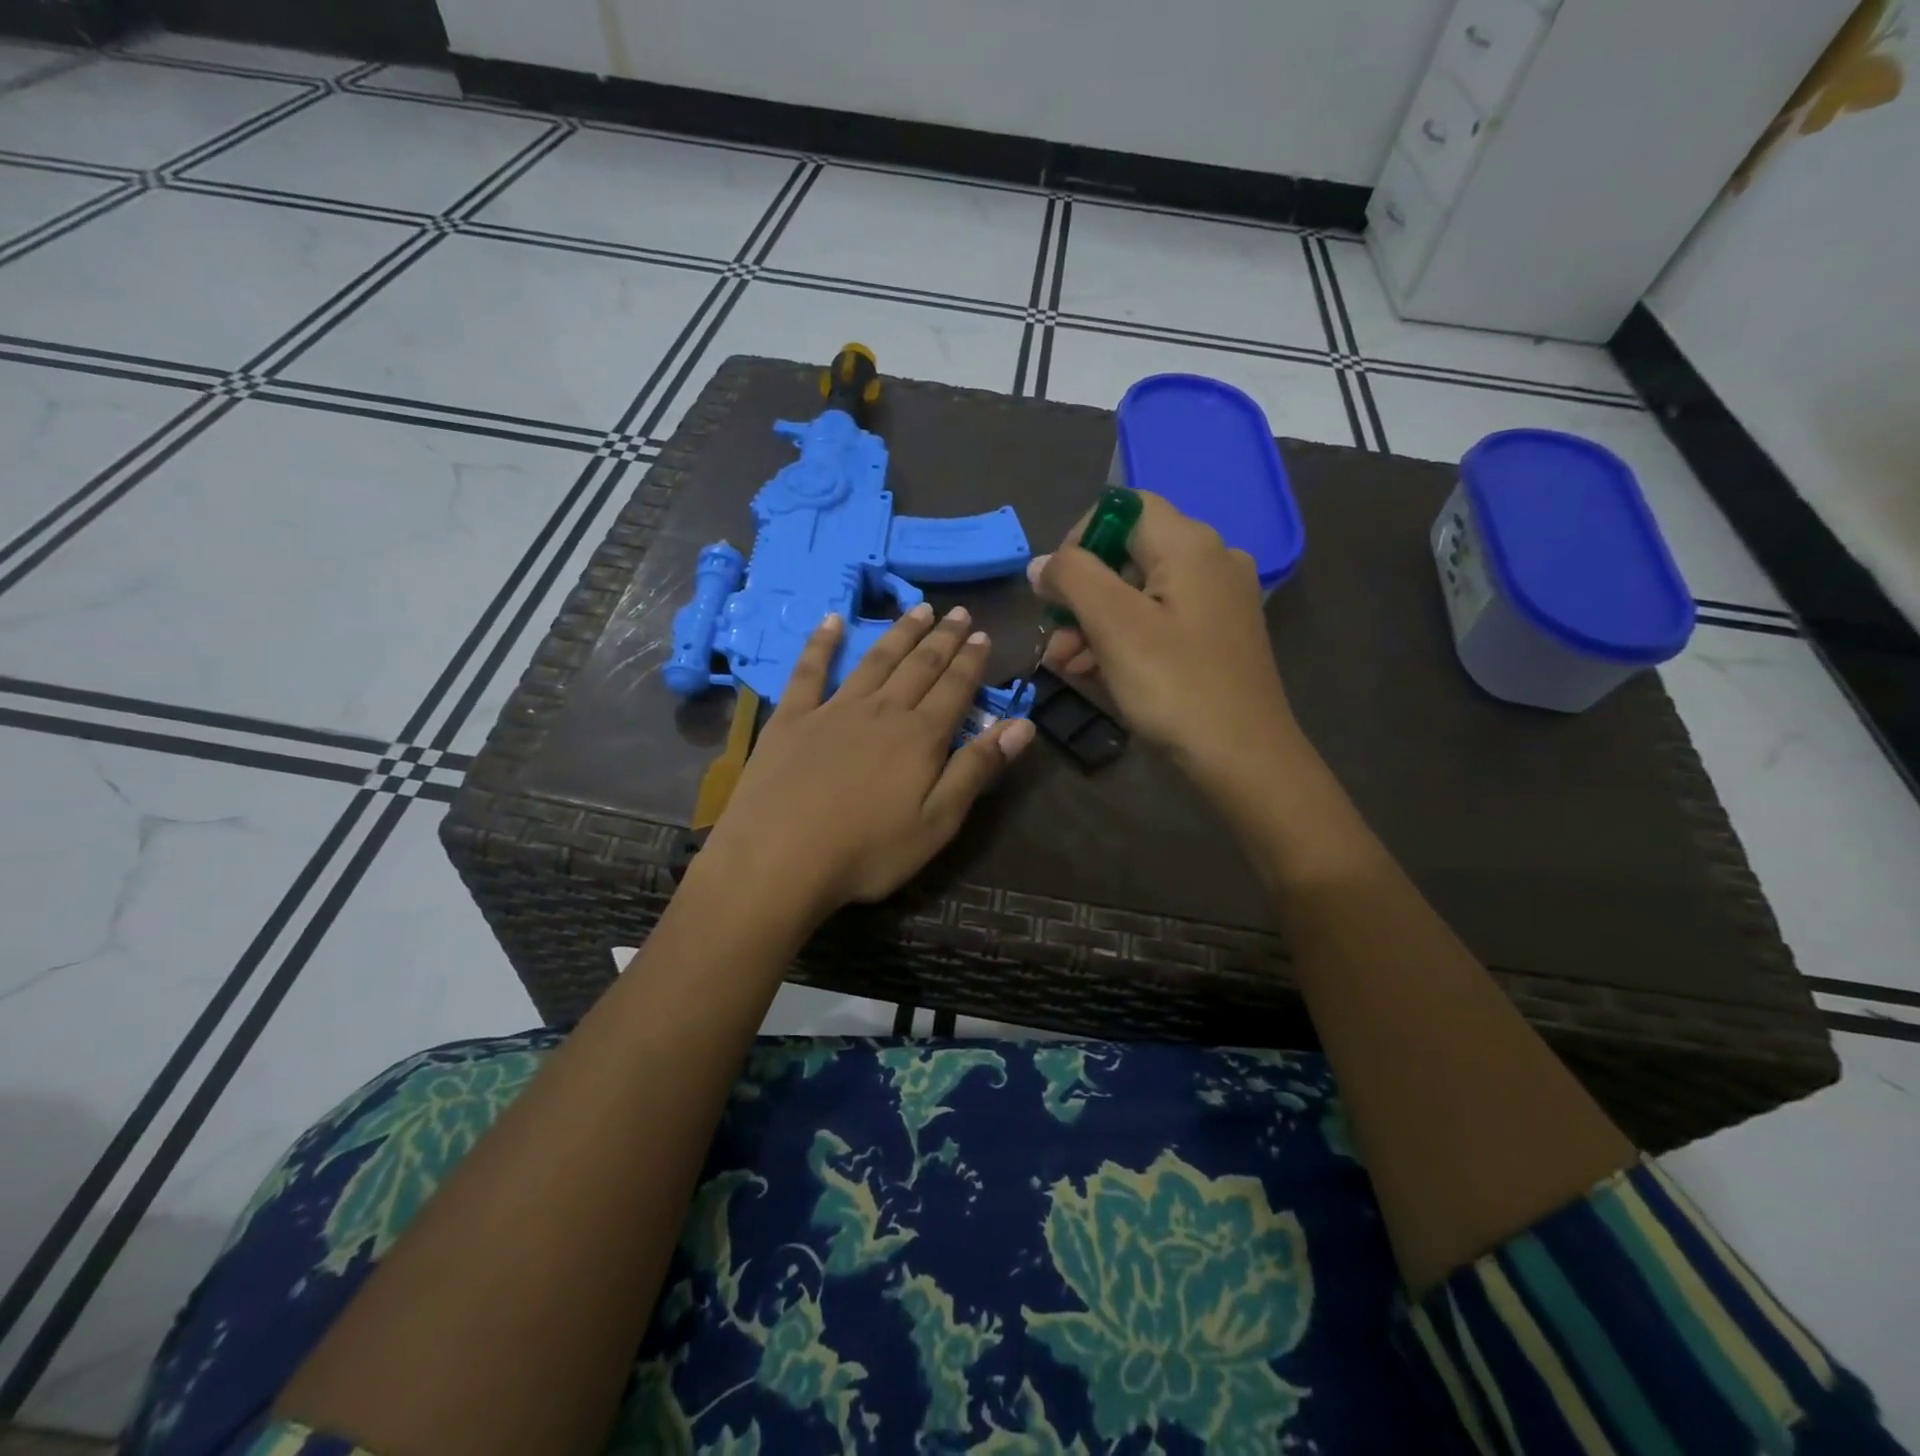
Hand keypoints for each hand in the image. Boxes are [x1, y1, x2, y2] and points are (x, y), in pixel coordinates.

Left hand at [699, 602, 1035, 916]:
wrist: (778, 859)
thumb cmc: (867, 852)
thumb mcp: (937, 822)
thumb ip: (977, 768)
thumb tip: (1022, 724)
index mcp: (919, 737)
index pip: (954, 688)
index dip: (970, 661)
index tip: (981, 634)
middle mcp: (881, 711)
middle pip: (919, 666)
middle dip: (942, 638)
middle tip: (957, 611)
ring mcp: (833, 710)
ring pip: (875, 660)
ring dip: (899, 633)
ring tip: (918, 608)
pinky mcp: (791, 719)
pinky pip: (809, 670)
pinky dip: (822, 643)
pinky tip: (832, 620)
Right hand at [1031, 492, 1299, 793]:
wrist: (1244, 759)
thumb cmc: (1175, 687)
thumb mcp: (1114, 626)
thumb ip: (1072, 578)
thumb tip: (1042, 564)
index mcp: (1190, 545)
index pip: (1123, 508)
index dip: (1079, 539)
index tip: (1055, 589)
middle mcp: (1211, 560)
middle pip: (1128, 555)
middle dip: (1081, 595)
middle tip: (1054, 641)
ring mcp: (1218, 601)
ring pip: (1140, 593)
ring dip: (1095, 623)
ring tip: (1067, 666)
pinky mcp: (1217, 636)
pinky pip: (1160, 621)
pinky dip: (1125, 639)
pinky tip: (1098, 673)